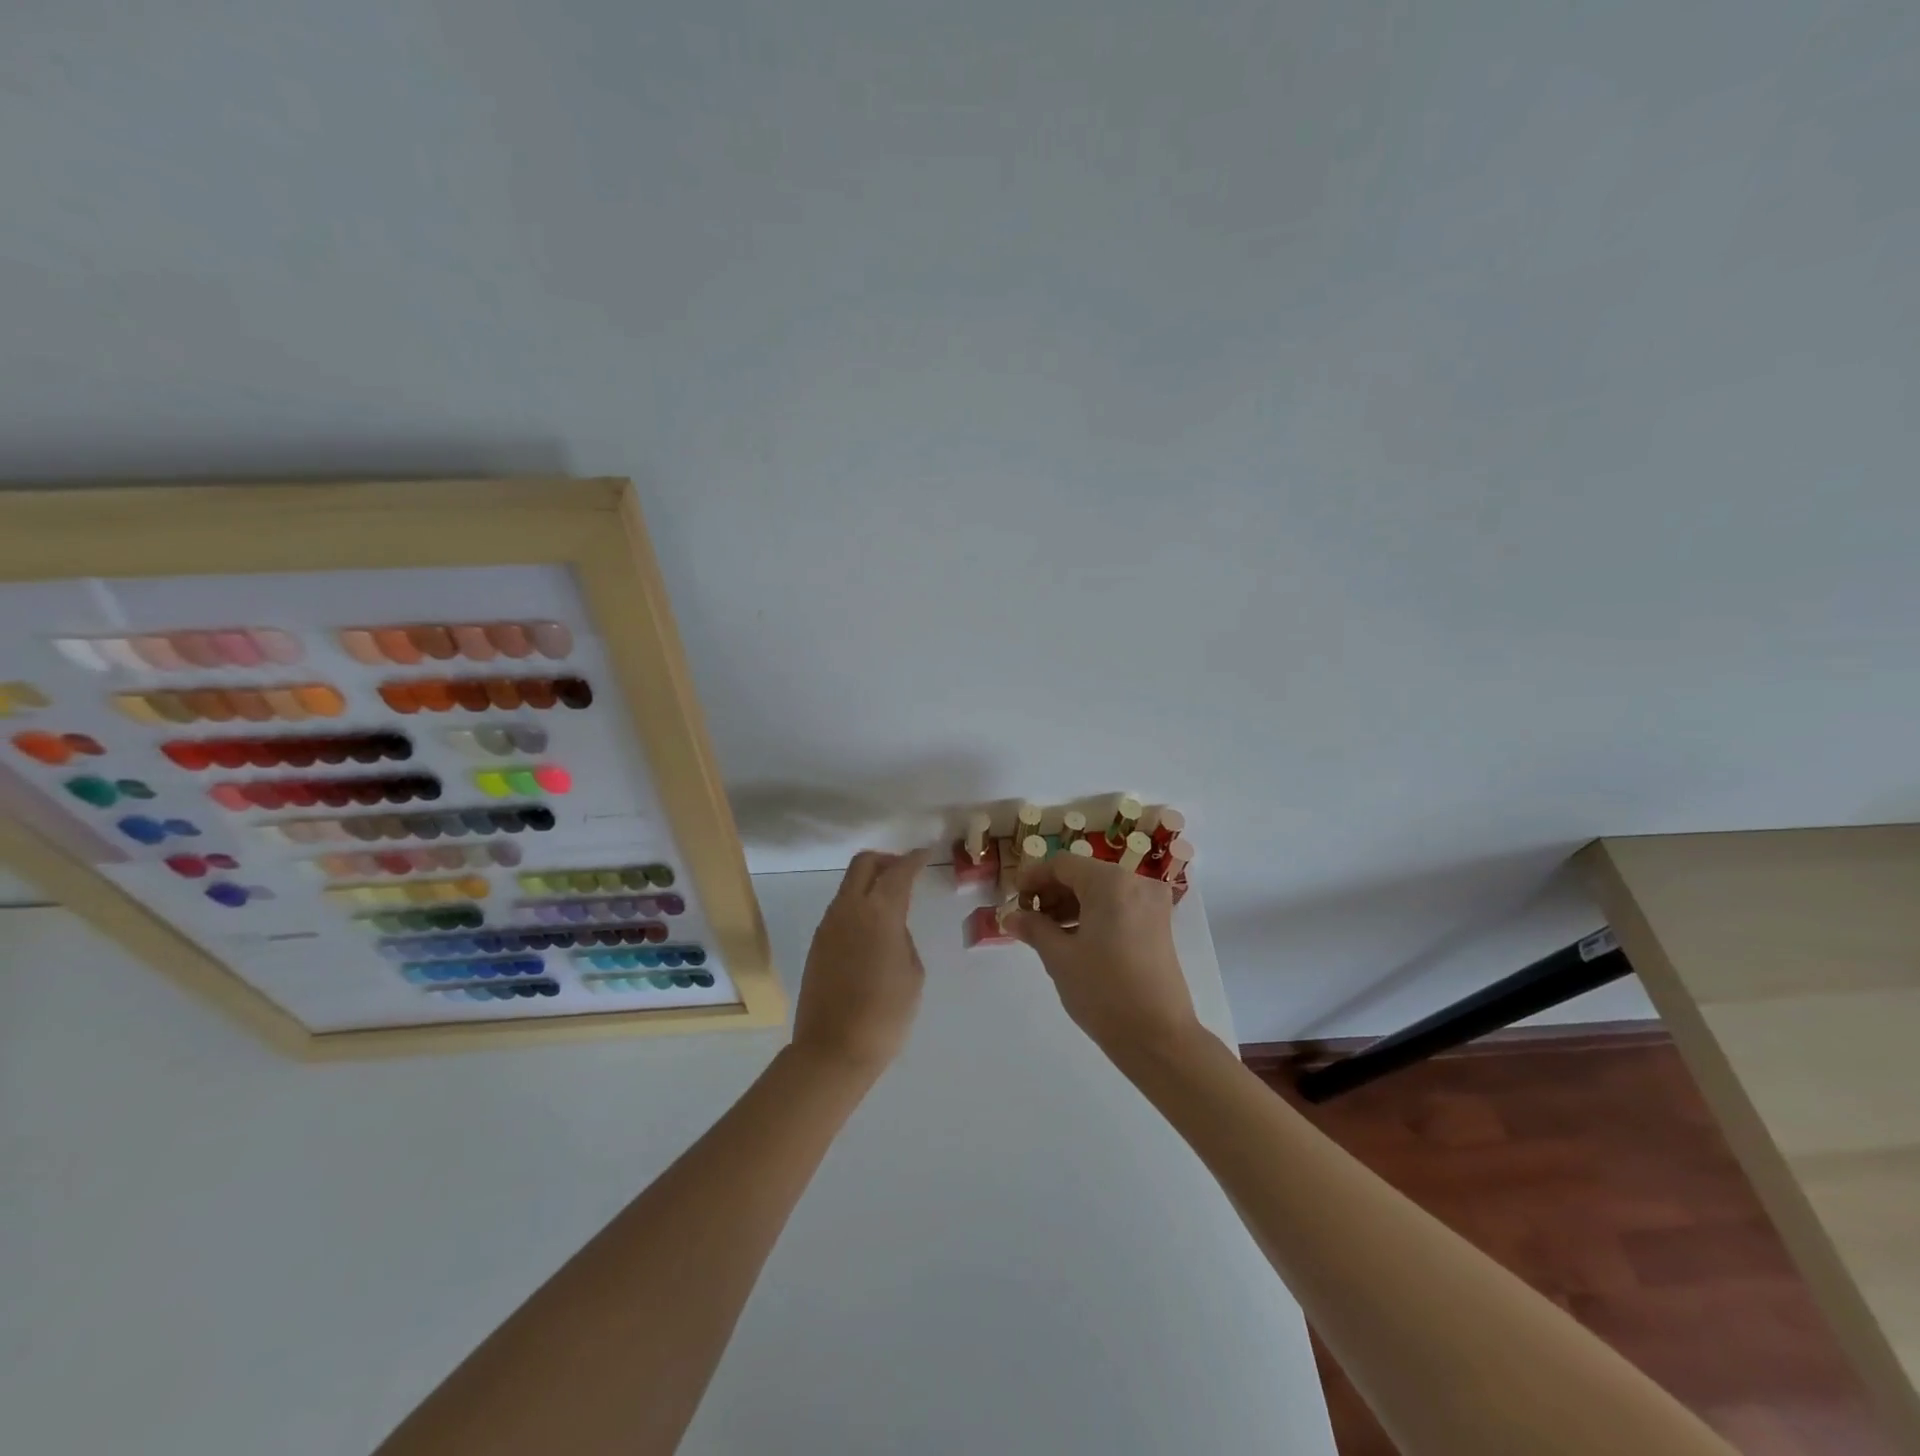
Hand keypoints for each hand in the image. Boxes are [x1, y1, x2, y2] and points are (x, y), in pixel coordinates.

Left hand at [792, 849, 931, 1075]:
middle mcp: (849, 908)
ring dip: (870, 883)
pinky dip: (859, 905)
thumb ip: (903, 938)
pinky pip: (840, 909)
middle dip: (886, 861)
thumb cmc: (885, 1013)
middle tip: (906, 872)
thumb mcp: (912, 972)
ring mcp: (828, 925)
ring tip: (892, 903)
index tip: (925, 854)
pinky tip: (873, 929)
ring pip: (849, 885)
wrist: (833, 1049)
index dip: (914, 859)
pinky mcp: (817, 943)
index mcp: (880, 911)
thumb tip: (891, 929)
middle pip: (864, 864)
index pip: (898, 871)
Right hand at [1008, 852, 1201, 1059]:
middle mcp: (1136, 883)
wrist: (1159, 1039)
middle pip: (1084, 874)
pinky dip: (1093, 915)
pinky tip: (1072, 938)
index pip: (1063, 864)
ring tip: (1044, 931)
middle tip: (1026, 917)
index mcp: (1111, 883)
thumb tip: (1011, 917)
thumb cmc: (1103, 992)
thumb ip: (1034, 928)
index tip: (1013, 899)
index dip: (1033, 877)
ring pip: (1101, 891)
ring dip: (1071, 904)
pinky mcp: (1158, 925)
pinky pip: (1118, 907)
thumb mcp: (1059, 958)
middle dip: (1052, 892)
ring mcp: (1151, 904)